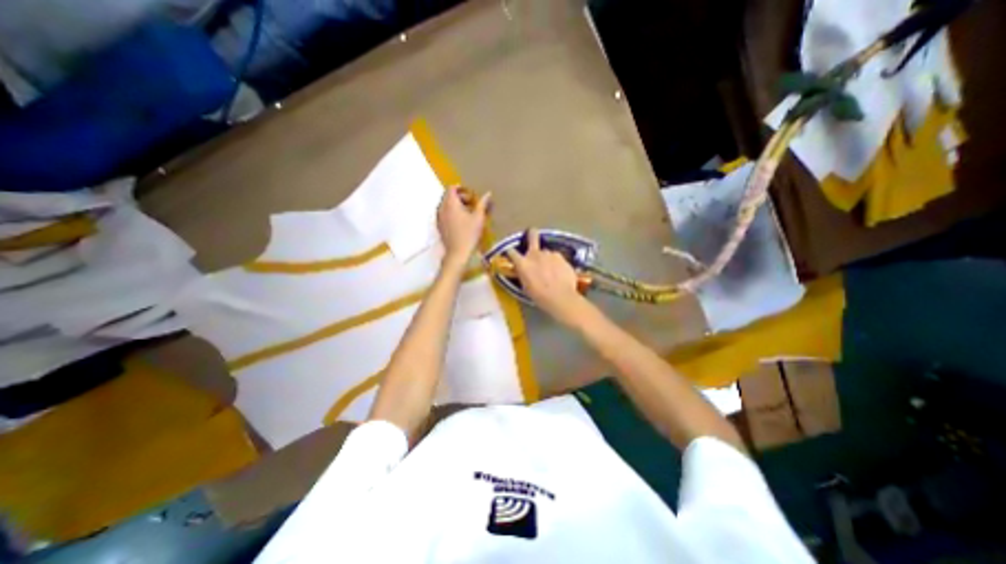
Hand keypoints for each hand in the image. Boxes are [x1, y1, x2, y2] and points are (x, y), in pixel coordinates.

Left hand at [437, 185, 490, 266]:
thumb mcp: (478, 218)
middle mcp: (442, 208)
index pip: (452, 188)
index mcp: (450, 203)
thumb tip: (488, 193)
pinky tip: (462, 222)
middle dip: (460, 197)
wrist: (458, 253)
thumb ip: (482, 204)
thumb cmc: (469, 234)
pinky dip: (452, 214)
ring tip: (468, 213)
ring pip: (446, 206)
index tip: (471, 194)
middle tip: (472, 203)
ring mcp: (439, 218)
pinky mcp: (439, 227)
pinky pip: (444, 214)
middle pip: (448, 197)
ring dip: (456, 206)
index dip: (461, 188)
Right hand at [507, 228, 586, 324]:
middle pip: (532, 236)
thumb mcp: (525, 286)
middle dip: (531, 233)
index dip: (510, 252)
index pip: (511, 252)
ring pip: (546, 252)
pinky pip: (556, 257)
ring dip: (546, 258)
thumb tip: (524, 270)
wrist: (560, 297)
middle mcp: (534, 254)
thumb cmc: (539, 296)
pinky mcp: (560, 256)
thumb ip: (524, 274)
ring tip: (551, 270)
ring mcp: (549, 253)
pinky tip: (560, 272)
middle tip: (532, 232)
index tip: (511, 253)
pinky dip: (556, 263)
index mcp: (522, 263)